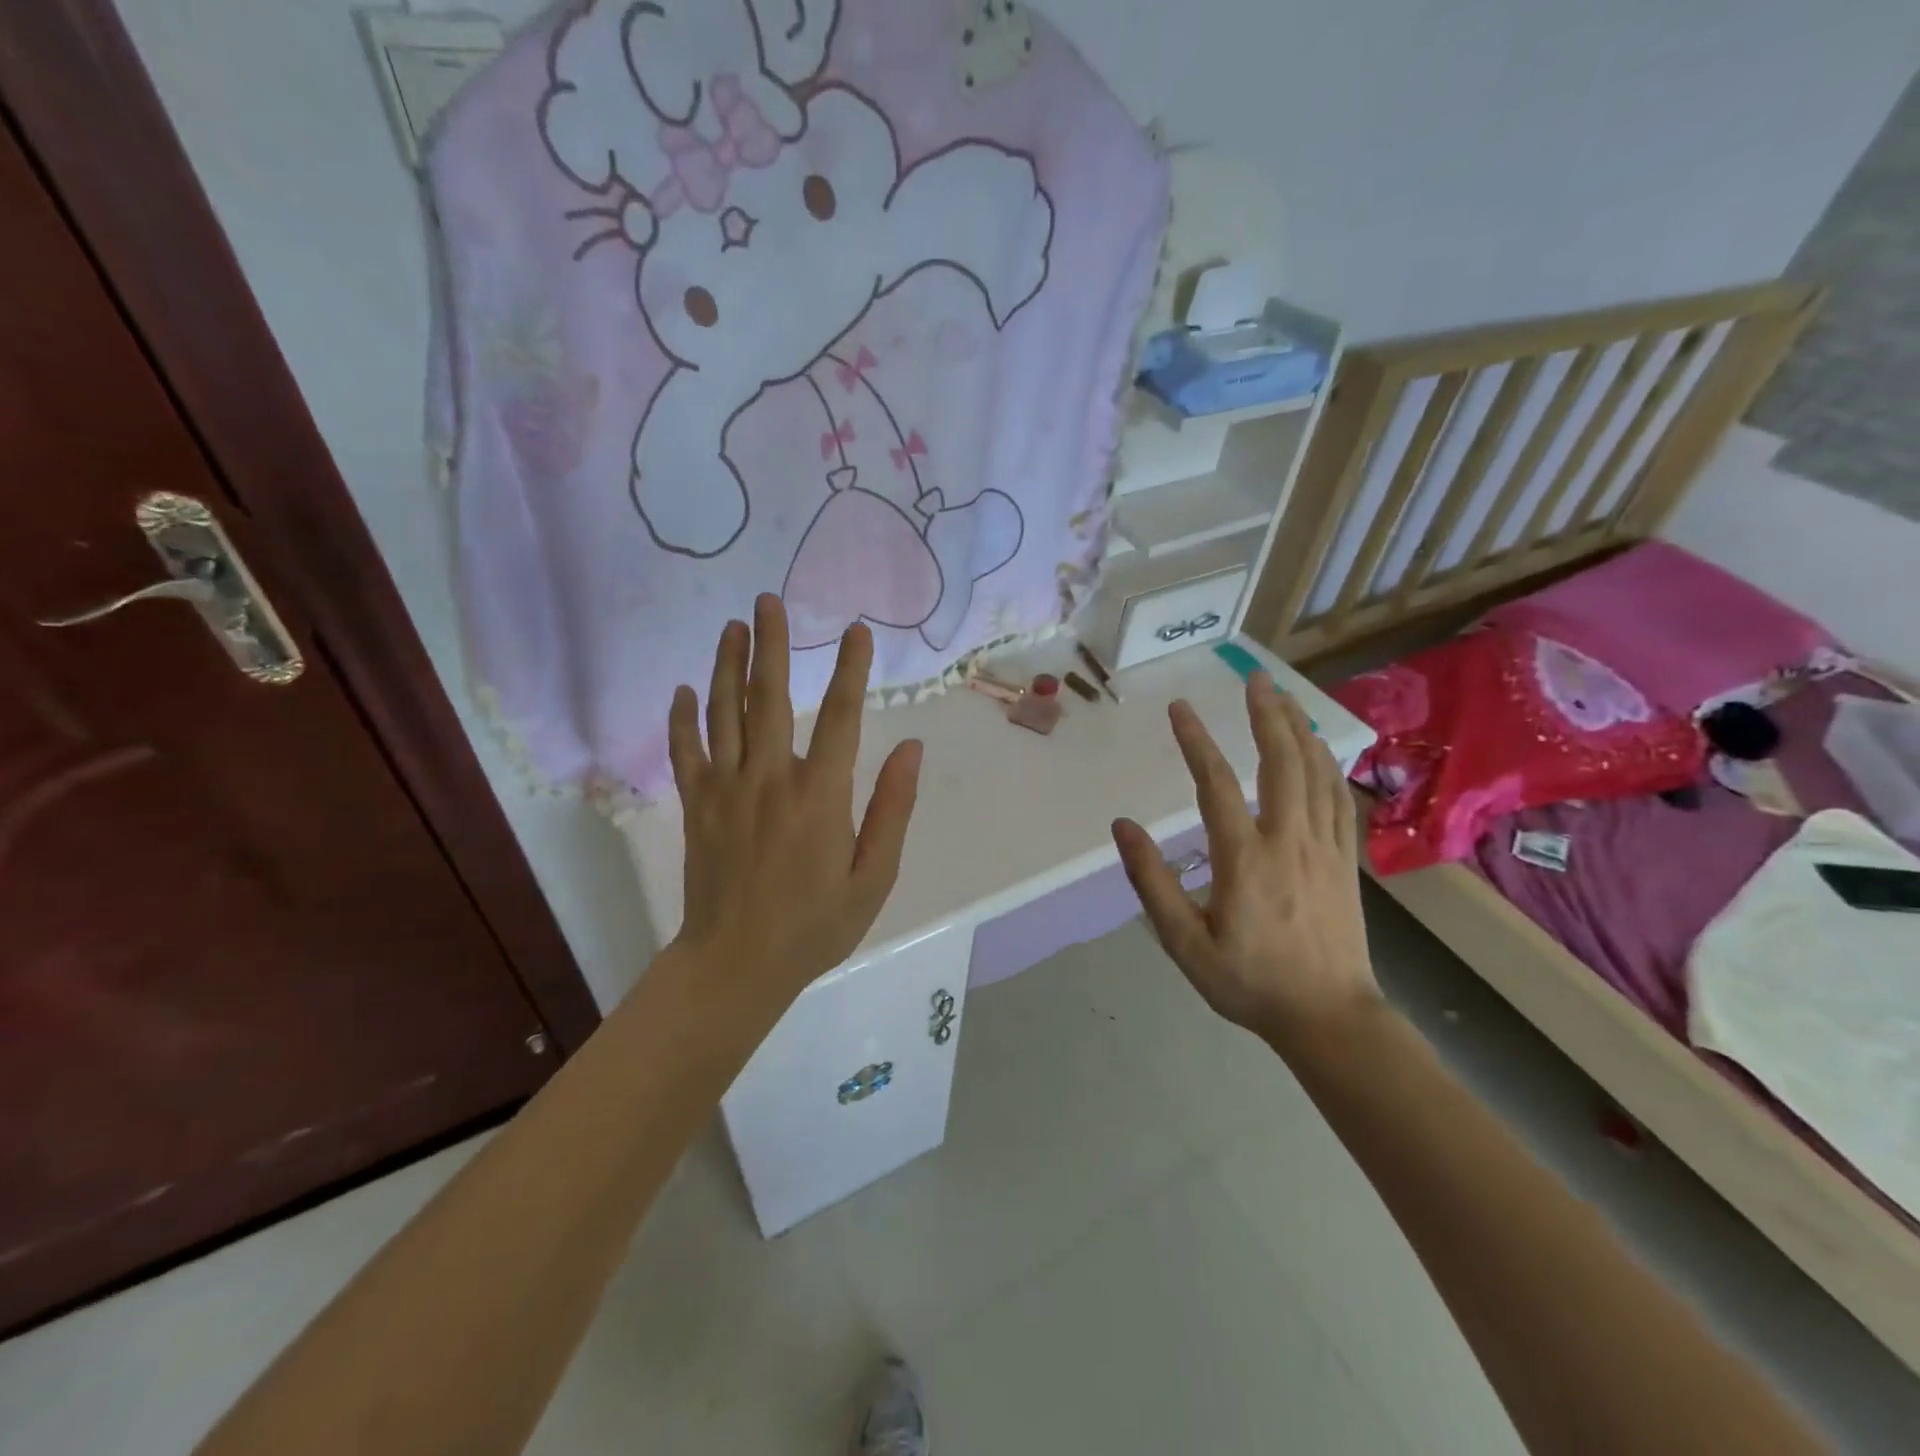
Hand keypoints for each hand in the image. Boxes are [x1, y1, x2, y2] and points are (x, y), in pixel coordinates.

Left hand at [669, 595, 921, 1003]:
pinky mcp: (695, 806)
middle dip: (773, 645)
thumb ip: (892, 808)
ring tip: (732, 626)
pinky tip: (683, 690)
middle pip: (770, 697)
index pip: (844, 716)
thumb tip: (911, 747)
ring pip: (724, 713)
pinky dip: (682, 718)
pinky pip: (685, 752)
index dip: (853, 669)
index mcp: (820, 794)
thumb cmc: (815, 925)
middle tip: (769, 600)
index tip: (857, 631)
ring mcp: (725, 789)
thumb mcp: (873, 876)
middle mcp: (770, 777)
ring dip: (727, 665)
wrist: (737, 964)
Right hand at [1112, 672, 1379, 1049]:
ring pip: (1315, 772)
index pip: (1215, 783)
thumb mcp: (1185, 943)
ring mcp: (1324, 847)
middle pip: (1281, 761)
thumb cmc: (1250, 982)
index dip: (1195, 741)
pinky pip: (1338, 797)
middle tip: (1255, 678)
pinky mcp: (1345, 859)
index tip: (1180, 707)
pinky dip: (1328, 764)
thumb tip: (1123, 827)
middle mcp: (1288, 840)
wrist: (1330, 1018)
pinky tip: (1319, 749)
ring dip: (1299, 729)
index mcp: (1244, 858)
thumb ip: (1152, 882)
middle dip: (1267, 714)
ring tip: (1284, 698)